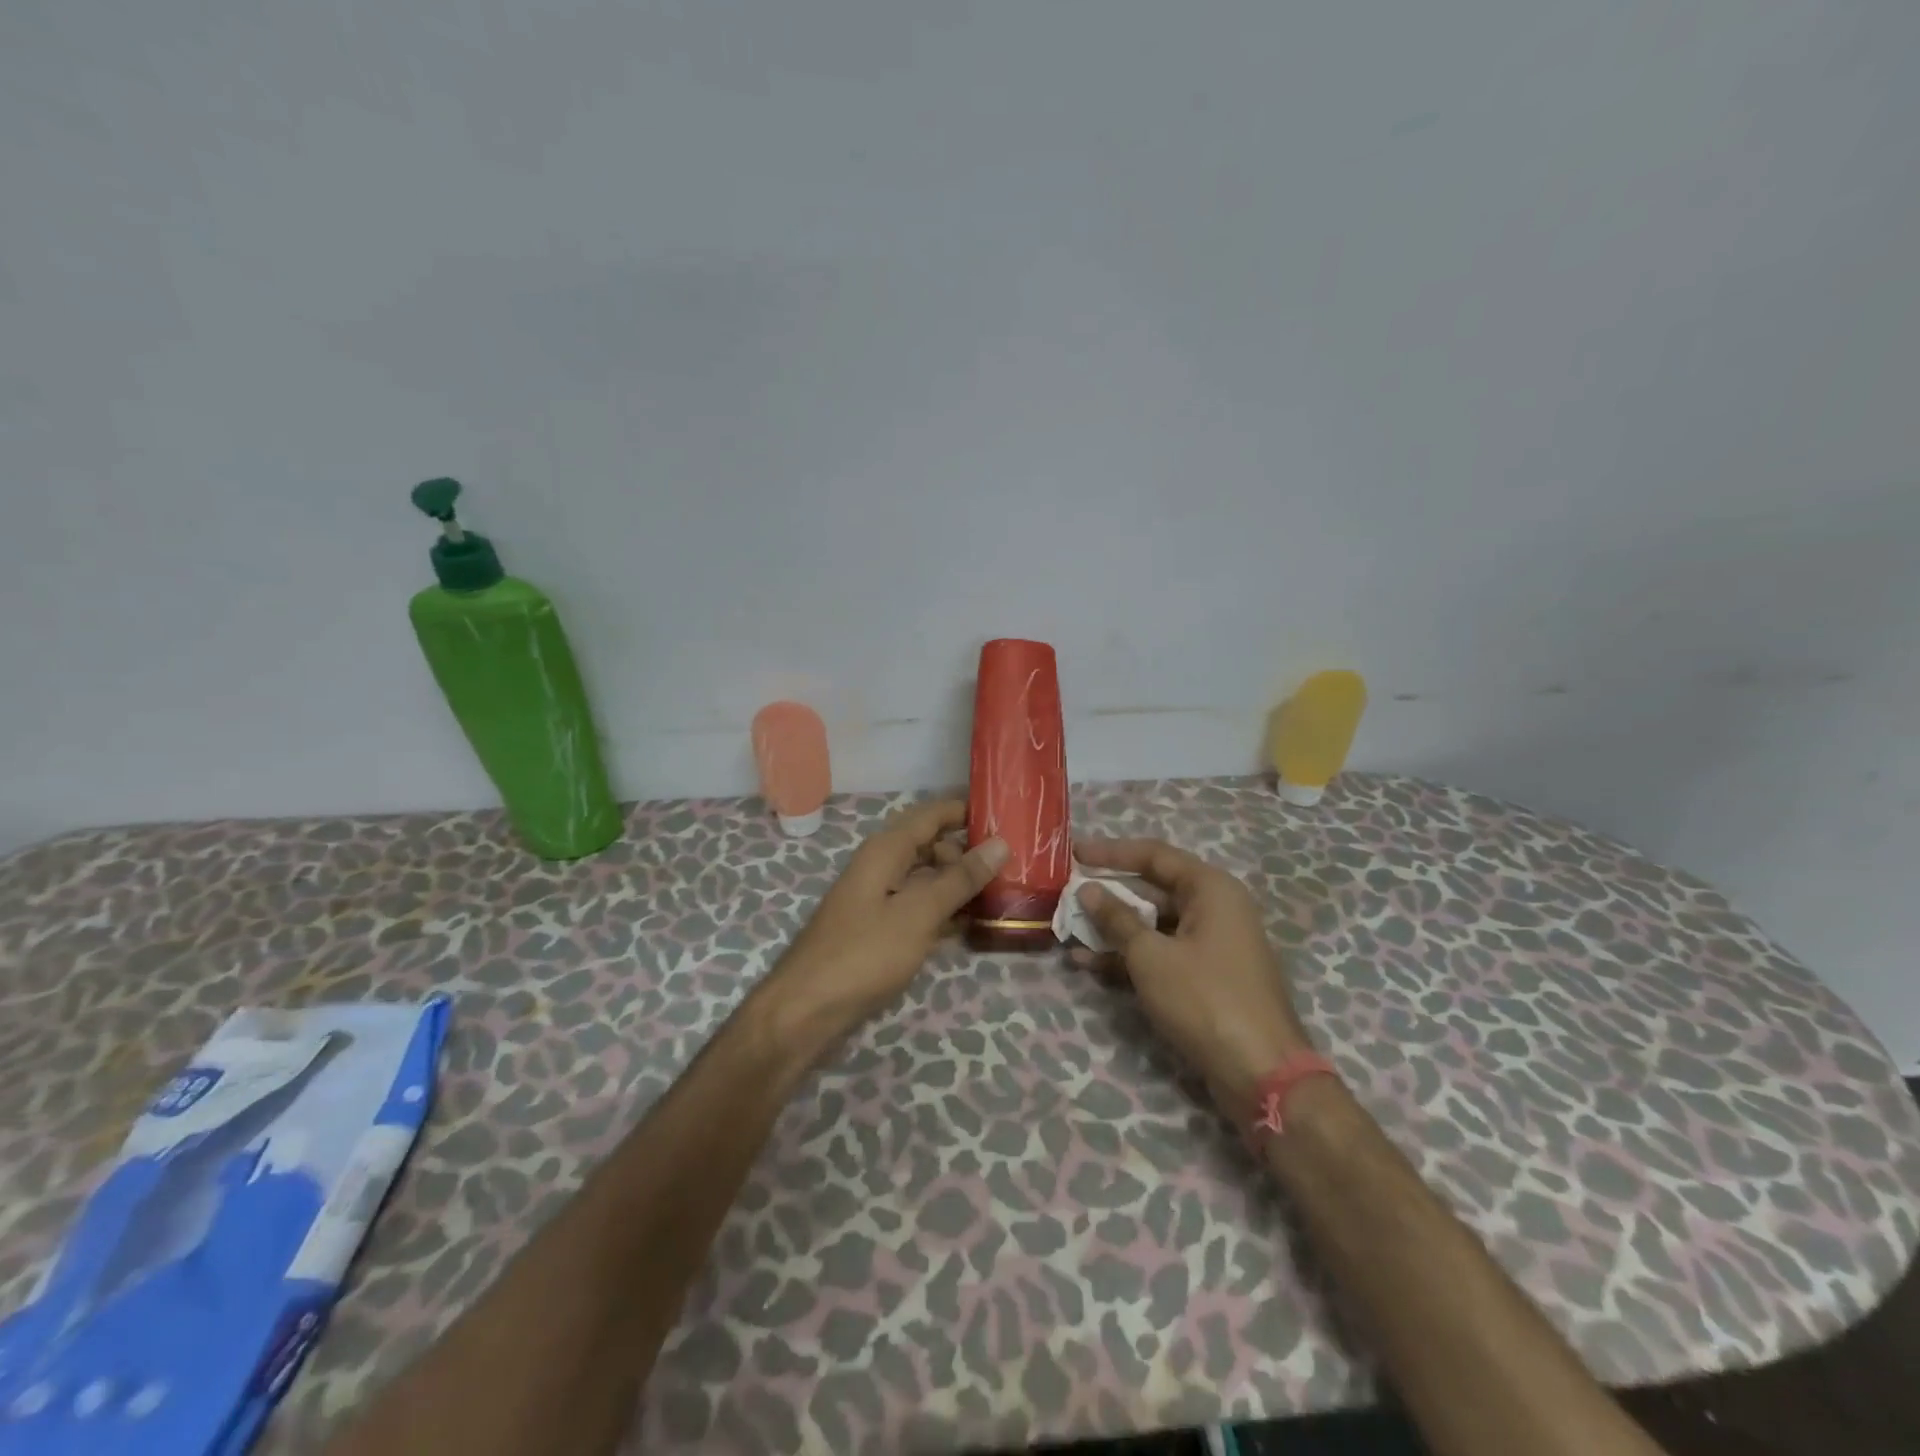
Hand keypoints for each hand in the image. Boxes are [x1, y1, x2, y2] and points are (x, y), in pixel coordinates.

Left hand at [769, 799, 1007, 1040]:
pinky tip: (974, 925)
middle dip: (969, 852)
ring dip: (960, 885)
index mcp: (886, 850)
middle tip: (1014, 866)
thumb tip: (1000, 843)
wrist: (807, 1010)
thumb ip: (960, 879)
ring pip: (928, 879)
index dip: (967, 811)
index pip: (932, 814)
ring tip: (1005, 893)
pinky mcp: (881, 930)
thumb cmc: (864, 953)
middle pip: (932, 846)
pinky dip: (945, 912)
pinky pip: (920, 908)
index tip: (1008, 816)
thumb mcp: (919, 912)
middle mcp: (882, 866)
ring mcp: (880, 899)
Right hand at [1072, 836, 1312, 1115]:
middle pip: (1153, 889)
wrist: (1261, 1073)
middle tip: (1068, 895)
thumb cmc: (1205, 999)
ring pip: (1154, 925)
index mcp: (1210, 888)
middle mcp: (1216, 908)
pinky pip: (1162, 953)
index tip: (1074, 852)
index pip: (1153, 855)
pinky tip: (1090, 964)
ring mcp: (1213, 944)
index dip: (1111, 852)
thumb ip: (1116, 919)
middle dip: (1109, 895)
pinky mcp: (1207, 976)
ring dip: (1114, 930)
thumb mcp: (1151, 956)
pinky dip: (1130, 956)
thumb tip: (1087, 890)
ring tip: (1069, 932)